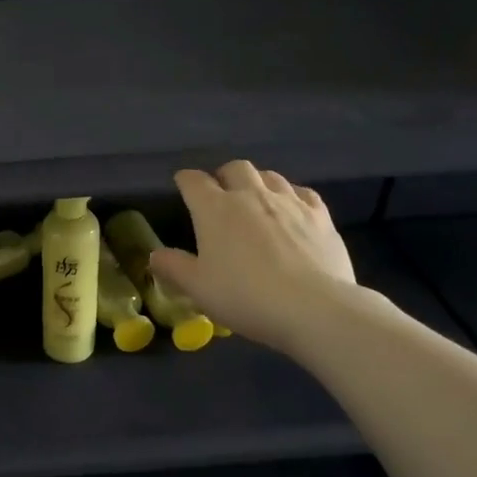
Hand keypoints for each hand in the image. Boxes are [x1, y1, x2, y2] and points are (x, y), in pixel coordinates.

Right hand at [149, 161, 355, 354]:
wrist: (313, 308)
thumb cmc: (245, 297)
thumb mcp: (198, 288)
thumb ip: (173, 267)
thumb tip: (155, 255)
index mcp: (215, 209)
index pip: (194, 181)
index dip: (185, 180)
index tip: (182, 185)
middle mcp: (251, 195)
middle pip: (235, 168)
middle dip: (224, 176)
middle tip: (220, 193)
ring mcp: (289, 202)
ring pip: (270, 176)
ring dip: (257, 182)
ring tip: (254, 200)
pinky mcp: (320, 215)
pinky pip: (302, 192)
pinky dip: (291, 195)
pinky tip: (291, 210)